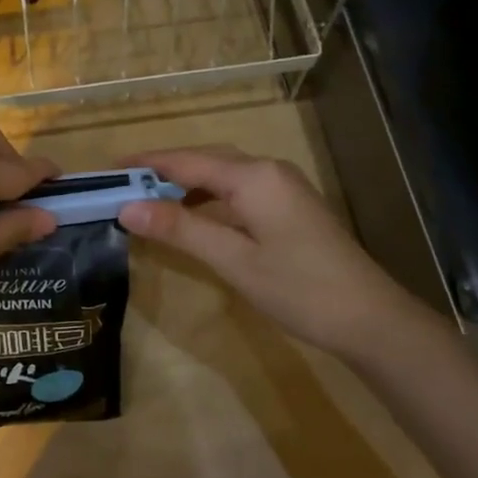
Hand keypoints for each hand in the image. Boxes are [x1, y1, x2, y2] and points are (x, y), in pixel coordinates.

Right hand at [117, 147, 412, 358]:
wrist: (369, 317)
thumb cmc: (298, 288)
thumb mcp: (232, 260)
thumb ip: (181, 229)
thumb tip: (126, 206)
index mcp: (253, 177)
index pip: (187, 161)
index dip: (146, 164)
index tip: (108, 169)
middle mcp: (269, 170)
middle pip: (206, 159)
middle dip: (164, 169)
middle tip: (124, 183)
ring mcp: (284, 187)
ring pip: (224, 173)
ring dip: (187, 182)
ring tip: (151, 199)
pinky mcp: (291, 206)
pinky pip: (240, 188)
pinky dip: (211, 196)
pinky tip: (197, 215)